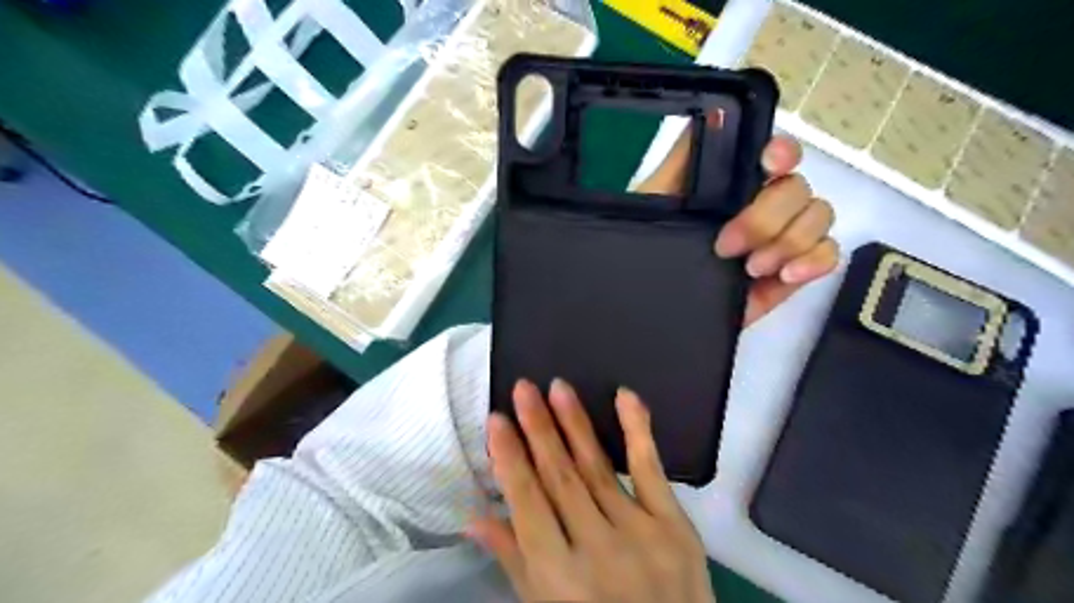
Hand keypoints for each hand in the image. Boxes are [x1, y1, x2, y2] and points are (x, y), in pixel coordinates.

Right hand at [472, 382, 711, 602]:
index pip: (526, 503)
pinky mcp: (675, 526)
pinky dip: (638, 431)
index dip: (509, 459)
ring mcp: (640, 534)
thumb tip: (474, 518)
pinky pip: (652, 470)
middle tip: (524, 388)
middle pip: (560, 478)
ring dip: (575, 424)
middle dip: (538, 429)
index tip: (496, 420)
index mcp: (558, 576)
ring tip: (557, 388)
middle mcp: (596, 549)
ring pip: (598, 468)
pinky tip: (626, 397)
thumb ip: (513, 560)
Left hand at [636, 130, 836, 325]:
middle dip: (766, 217)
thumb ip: (681, 163)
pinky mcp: (791, 273)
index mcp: (733, 186)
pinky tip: (786, 274)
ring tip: (752, 268)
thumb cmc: (647, 253)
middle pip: (797, 188)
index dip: (782, 152)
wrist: (652, 311)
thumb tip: (711, 113)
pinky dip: (815, 260)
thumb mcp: (653, 204)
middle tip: (727, 247)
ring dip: (789, 240)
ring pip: (819, 216)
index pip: (775, 154)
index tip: (769, 165)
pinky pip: (828, 254)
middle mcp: (762, 205)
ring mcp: (780, 239)